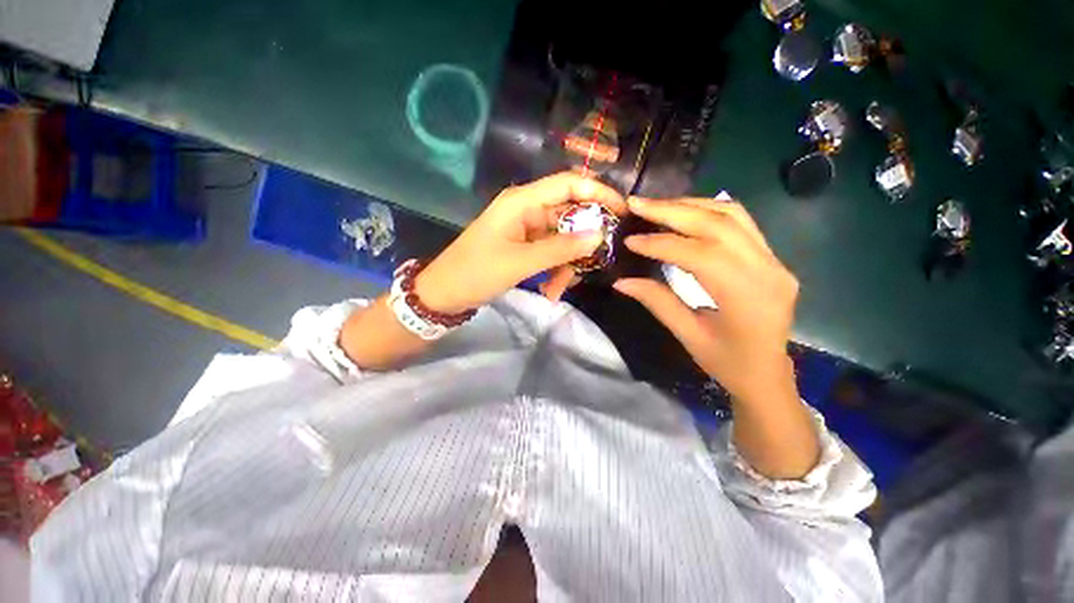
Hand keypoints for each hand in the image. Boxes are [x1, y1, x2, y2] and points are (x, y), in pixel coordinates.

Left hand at [416, 173, 626, 313]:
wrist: (444, 293)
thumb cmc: (477, 272)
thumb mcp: (521, 262)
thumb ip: (560, 248)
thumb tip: (598, 235)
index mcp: (522, 201)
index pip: (569, 184)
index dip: (598, 194)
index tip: (621, 212)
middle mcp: (527, 209)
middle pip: (569, 215)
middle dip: (582, 243)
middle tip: (594, 264)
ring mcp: (525, 228)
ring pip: (561, 239)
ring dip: (566, 264)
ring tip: (559, 290)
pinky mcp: (524, 245)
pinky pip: (550, 252)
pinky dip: (555, 270)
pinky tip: (551, 291)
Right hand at [613, 196, 798, 402]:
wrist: (768, 374)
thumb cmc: (727, 363)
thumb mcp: (688, 335)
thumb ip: (657, 302)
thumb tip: (621, 281)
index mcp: (746, 297)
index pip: (699, 255)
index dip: (660, 244)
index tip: (630, 240)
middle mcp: (768, 270)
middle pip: (718, 224)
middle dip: (672, 210)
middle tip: (637, 203)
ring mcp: (775, 260)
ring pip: (732, 215)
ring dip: (690, 205)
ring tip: (656, 205)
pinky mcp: (772, 258)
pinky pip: (740, 222)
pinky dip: (708, 211)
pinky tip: (684, 212)